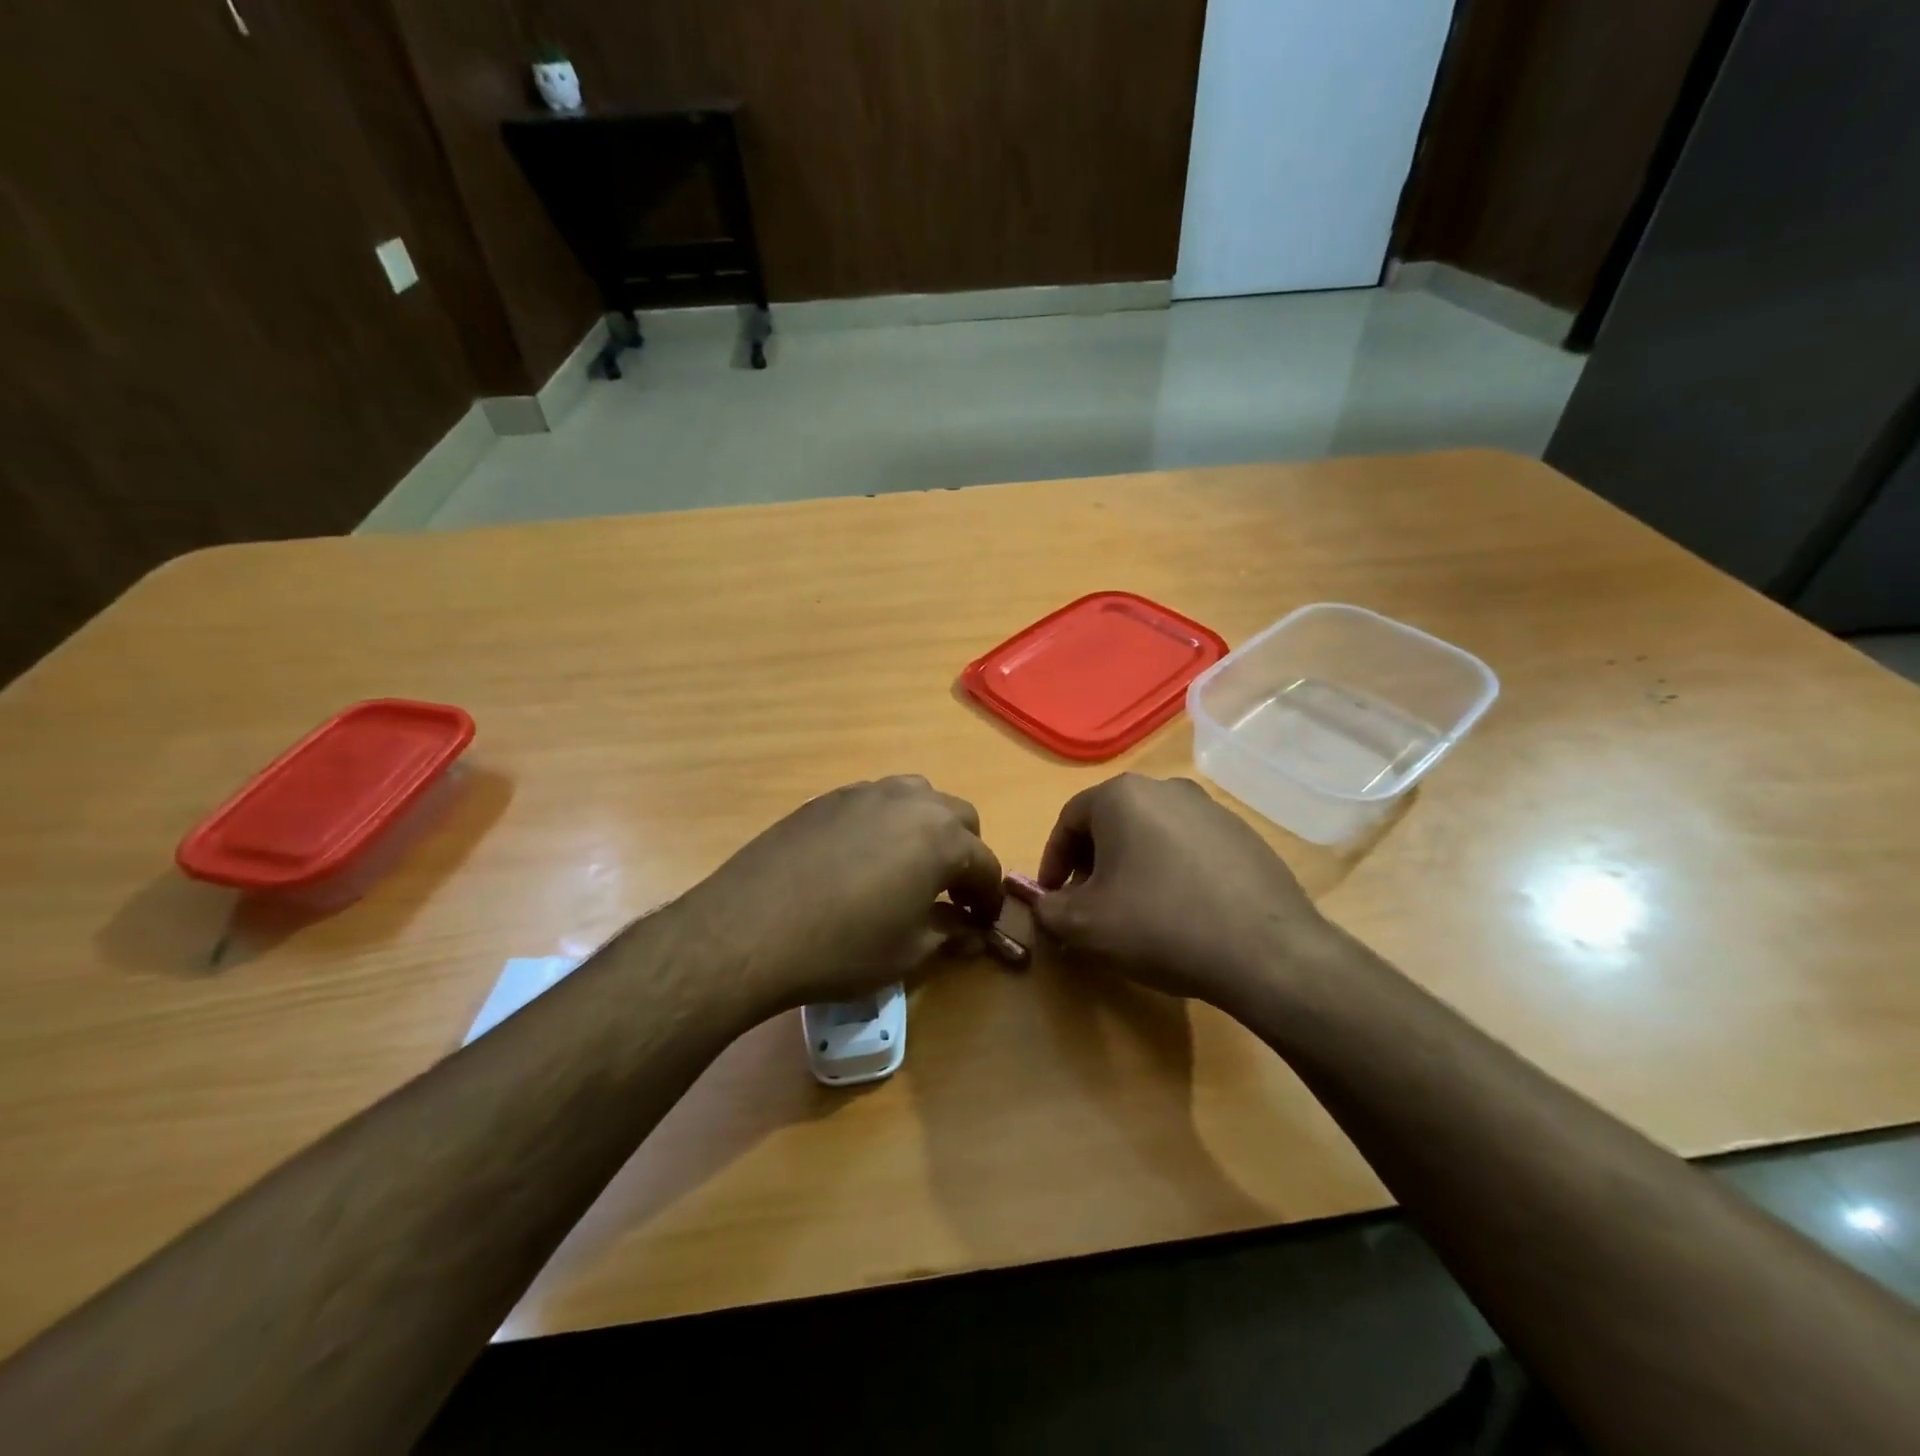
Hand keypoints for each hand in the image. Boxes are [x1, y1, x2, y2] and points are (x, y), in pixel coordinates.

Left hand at [678, 776, 1004, 1017]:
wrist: (750, 929)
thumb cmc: (841, 947)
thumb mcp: (907, 952)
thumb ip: (950, 934)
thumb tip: (973, 932)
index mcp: (942, 839)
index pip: (985, 864)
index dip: (989, 897)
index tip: (983, 923)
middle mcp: (912, 803)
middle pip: (959, 818)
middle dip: (964, 854)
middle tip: (950, 893)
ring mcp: (867, 793)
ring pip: (918, 798)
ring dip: (927, 828)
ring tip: (909, 866)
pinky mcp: (829, 798)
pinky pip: (876, 801)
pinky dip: (887, 823)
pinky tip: (863, 859)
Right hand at [1013, 774, 1331, 1012]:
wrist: (1266, 952)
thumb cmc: (1159, 926)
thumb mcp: (1084, 926)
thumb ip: (1047, 908)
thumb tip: (1039, 902)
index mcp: (1122, 796)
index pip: (1068, 820)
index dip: (1053, 861)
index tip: (1053, 897)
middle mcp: (1166, 788)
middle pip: (1111, 822)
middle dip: (1092, 862)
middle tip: (1089, 903)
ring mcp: (1211, 809)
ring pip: (1152, 833)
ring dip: (1133, 865)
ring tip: (1135, 910)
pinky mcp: (1244, 836)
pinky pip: (1190, 847)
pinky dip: (1172, 871)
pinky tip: (1181, 911)